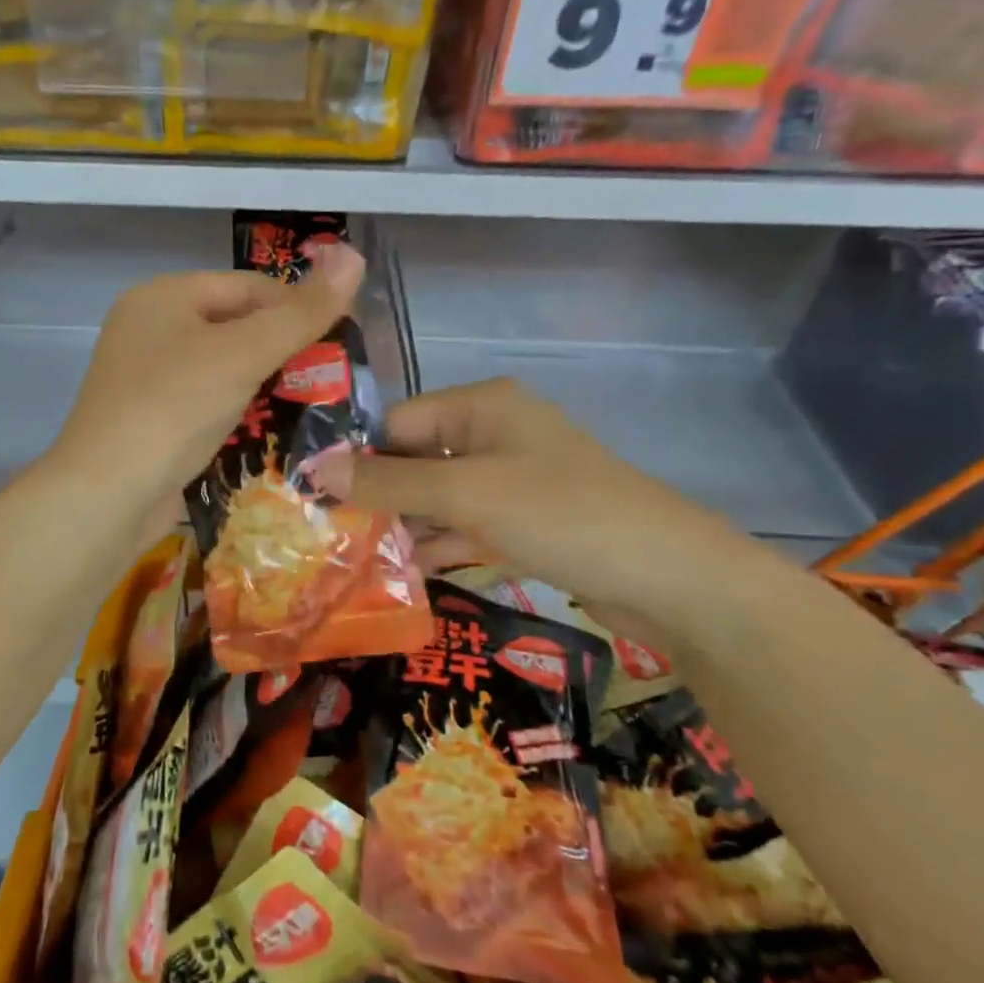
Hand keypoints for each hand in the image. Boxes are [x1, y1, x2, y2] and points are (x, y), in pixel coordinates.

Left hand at [47, 245, 365, 515]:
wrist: (107, 494)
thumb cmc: (174, 407)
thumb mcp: (243, 354)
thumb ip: (301, 313)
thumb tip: (355, 255)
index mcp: (163, 296)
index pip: (248, 286)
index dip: (297, 307)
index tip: (339, 341)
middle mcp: (150, 328)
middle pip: (234, 325)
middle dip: (282, 350)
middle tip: (328, 378)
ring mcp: (146, 376)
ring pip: (222, 367)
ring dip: (263, 383)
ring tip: (309, 405)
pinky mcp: (150, 418)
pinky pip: (205, 401)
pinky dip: (237, 411)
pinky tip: (267, 430)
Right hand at [325, 378, 775, 635]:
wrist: (670, 577)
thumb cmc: (562, 513)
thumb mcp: (467, 494)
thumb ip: (390, 482)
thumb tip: (316, 470)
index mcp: (481, 405)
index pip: (397, 421)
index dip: (357, 457)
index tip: (314, 498)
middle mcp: (493, 433)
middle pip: (415, 458)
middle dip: (377, 496)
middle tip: (325, 535)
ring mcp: (511, 479)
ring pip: (438, 496)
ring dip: (403, 525)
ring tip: (350, 559)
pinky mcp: (524, 521)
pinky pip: (465, 524)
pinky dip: (437, 544)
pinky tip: (400, 574)